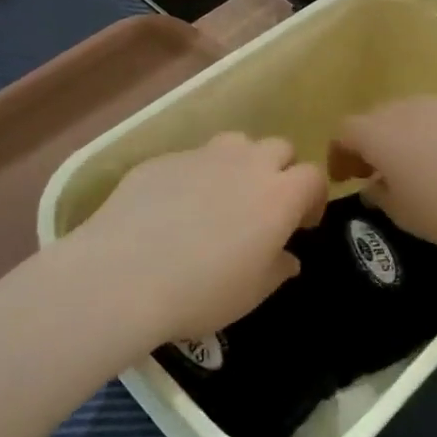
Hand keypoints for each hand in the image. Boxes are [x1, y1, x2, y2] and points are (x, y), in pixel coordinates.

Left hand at [69, 133, 327, 350]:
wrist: (123, 274)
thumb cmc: (202, 291)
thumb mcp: (252, 293)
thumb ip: (278, 269)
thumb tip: (287, 257)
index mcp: (279, 195)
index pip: (313, 177)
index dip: (312, 198)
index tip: (301, 225)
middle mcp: (247, 163)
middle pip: (279, 148)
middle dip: (280, 171)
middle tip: (263, 207)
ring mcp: (202, 155)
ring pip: (236, 143)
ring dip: (240, 164)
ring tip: (221, 198)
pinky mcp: (163, 159)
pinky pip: (191, 160)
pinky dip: (194, 177)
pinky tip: (172, 209)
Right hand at [330, 97, 436, 250]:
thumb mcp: (404, 214)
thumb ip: (381, 197)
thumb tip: (374, 186)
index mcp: (378, 132)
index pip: (344, 133)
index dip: (338, 155)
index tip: (343, 178)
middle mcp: (404, 109)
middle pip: (375, 120)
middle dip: (369, 146)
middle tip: (373, 174)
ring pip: (408, 119)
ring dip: (401, 142)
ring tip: (412, 172)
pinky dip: (430, 140)